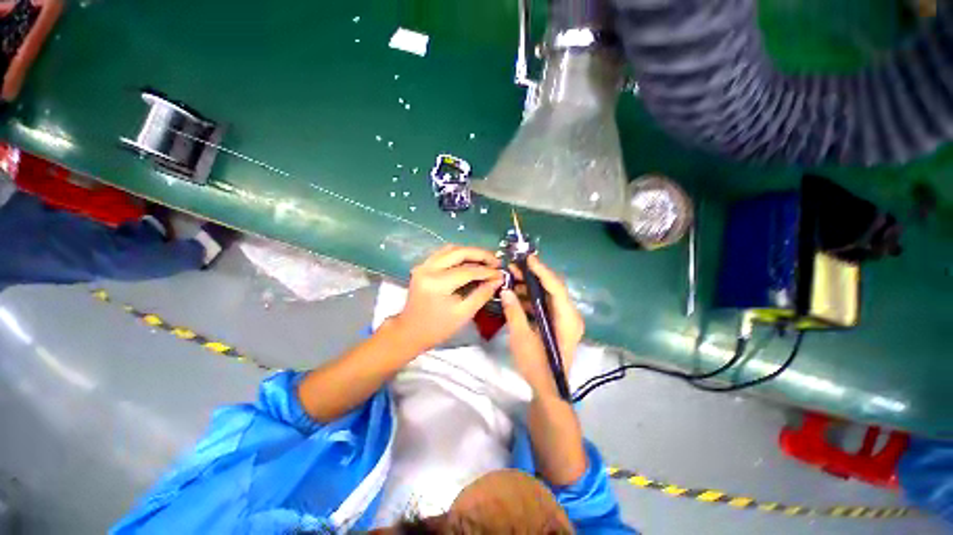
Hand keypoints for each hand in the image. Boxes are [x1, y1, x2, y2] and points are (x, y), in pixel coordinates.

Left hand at [391, 245, 502, 351]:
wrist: (410, 331)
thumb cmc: (437, 328)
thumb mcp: (463, 314)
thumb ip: (482, 294)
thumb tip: (497, 280)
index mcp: (437, 284)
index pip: (468, 271)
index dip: (487, 271)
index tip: (501, 273)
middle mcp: (428, 269)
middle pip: (459, 252)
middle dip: (480, 254)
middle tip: (496, 261)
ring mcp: (423, 265)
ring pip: (451, 249)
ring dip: (470, 252)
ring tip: (486, 260)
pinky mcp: (422, 266)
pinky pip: (443, 253)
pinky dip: (459, 254)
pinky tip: (470, 261)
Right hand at [501, 255, 583, 397]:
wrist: (548, 390)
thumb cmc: (537, 366)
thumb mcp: (522, 338)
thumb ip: (514, 312)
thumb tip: (505, 290)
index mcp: (567, 318)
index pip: (556, 287)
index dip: (541, 271)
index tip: (527, 258)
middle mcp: (570, 315)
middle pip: (553, 288)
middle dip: (533, 276)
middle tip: (514, 267)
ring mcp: (564, 319)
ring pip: (548, 295)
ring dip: (530, 286)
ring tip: (511, 279)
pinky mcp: (557, 324)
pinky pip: (545, 305)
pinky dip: (531, 298)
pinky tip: (516, 295)